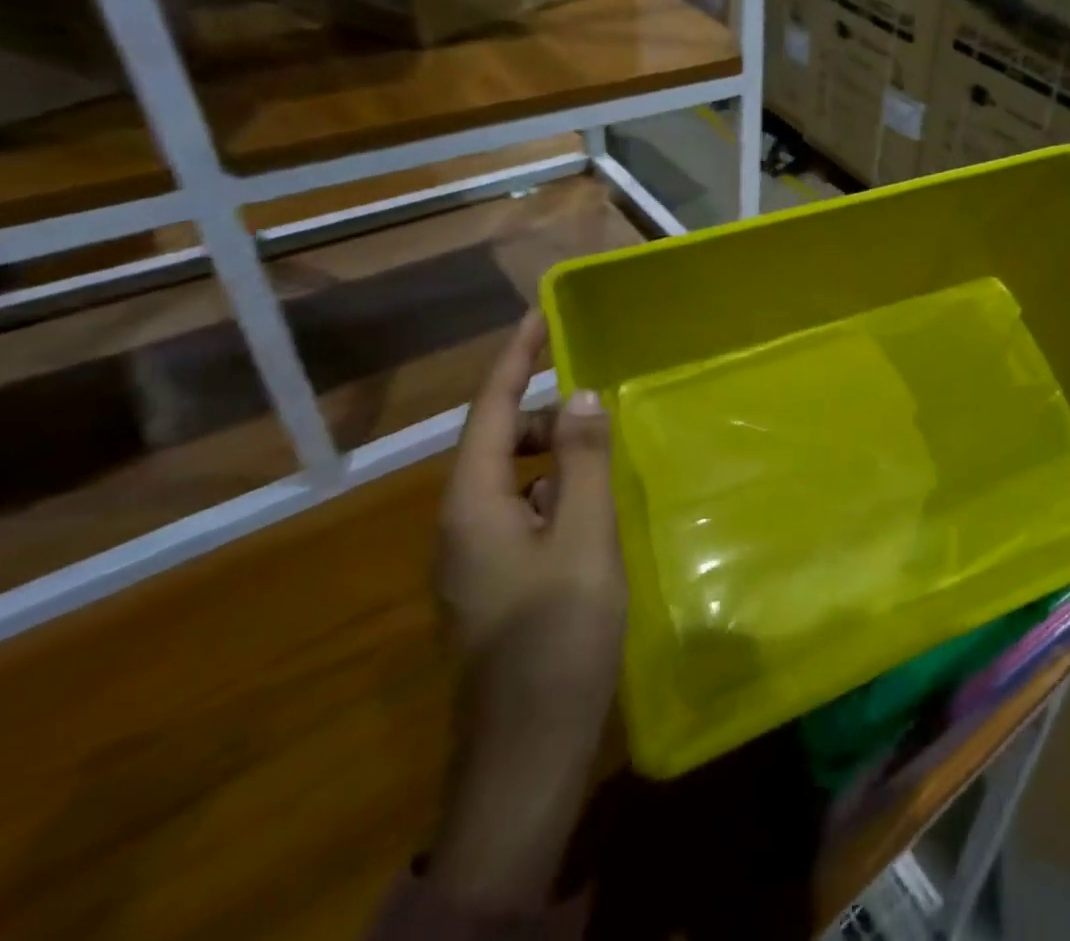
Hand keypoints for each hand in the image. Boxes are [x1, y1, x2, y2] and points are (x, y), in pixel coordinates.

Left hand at [431, 311, 625, 907]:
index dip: (516, 360)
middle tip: (601, 400)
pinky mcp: (498, 582)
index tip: (543, 316)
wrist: (528, 752)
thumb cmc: (559, 636)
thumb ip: (584, 462)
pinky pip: (524, 511)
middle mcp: (461, 525)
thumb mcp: (584, 539)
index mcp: (471, 506)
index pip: (487, 411)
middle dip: (542, 410)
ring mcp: (477, 558)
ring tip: (608, 449)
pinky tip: (598, 506)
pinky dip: (557, 490)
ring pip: (511, 479)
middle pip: (494, 442)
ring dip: (553, 453)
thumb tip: (581, 394)